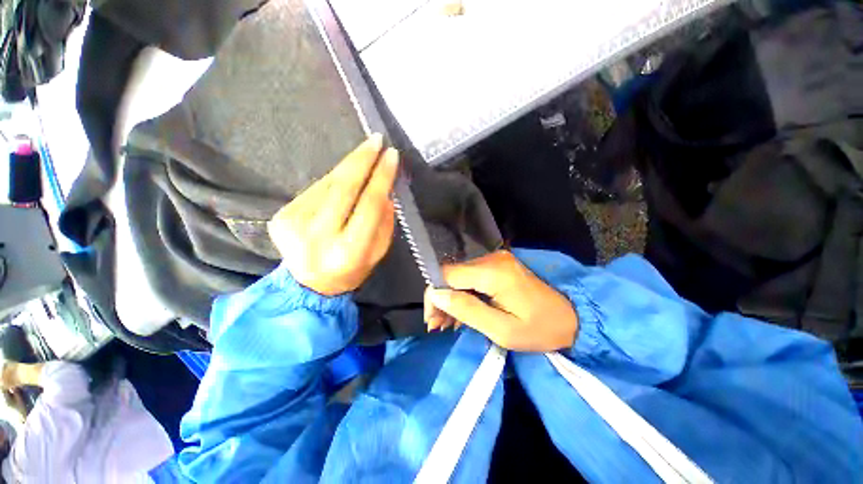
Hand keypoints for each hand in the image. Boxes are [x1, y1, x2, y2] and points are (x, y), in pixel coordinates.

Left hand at [268, 134, 398, 295]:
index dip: (381, 178)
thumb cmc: (352, 269)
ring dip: (348, 167)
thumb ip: (384, 221)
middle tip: (376, 140)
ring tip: (364, 156)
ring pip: (328, 184)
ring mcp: (294, 225)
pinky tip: (343, 179)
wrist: (309, 284)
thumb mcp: (378, 252)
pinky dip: (333, 180)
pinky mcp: (281, 216)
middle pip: (343, 187)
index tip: (392, 156)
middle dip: (362, 160)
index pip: (369, 205)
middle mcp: (318, 236)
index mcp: (348, 251)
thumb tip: (385, 189)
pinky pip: (314, 189)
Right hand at [424, 251, 578, 350]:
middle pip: (451, 274)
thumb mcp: (502, 330)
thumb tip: (437, 295)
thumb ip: (467, 310)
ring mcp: (496, 259)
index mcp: (492, 272)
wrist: (573, 316)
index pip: (447, 274)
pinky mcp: (499, 265)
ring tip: (447, 324)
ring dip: (450, 298)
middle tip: (438, 326)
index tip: (432, 319)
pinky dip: (463, 294)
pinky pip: (471, 277)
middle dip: (441, 299)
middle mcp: (491, 258)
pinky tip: (461, 312)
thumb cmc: (540, 329)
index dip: (434, 294)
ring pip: (459, 276)